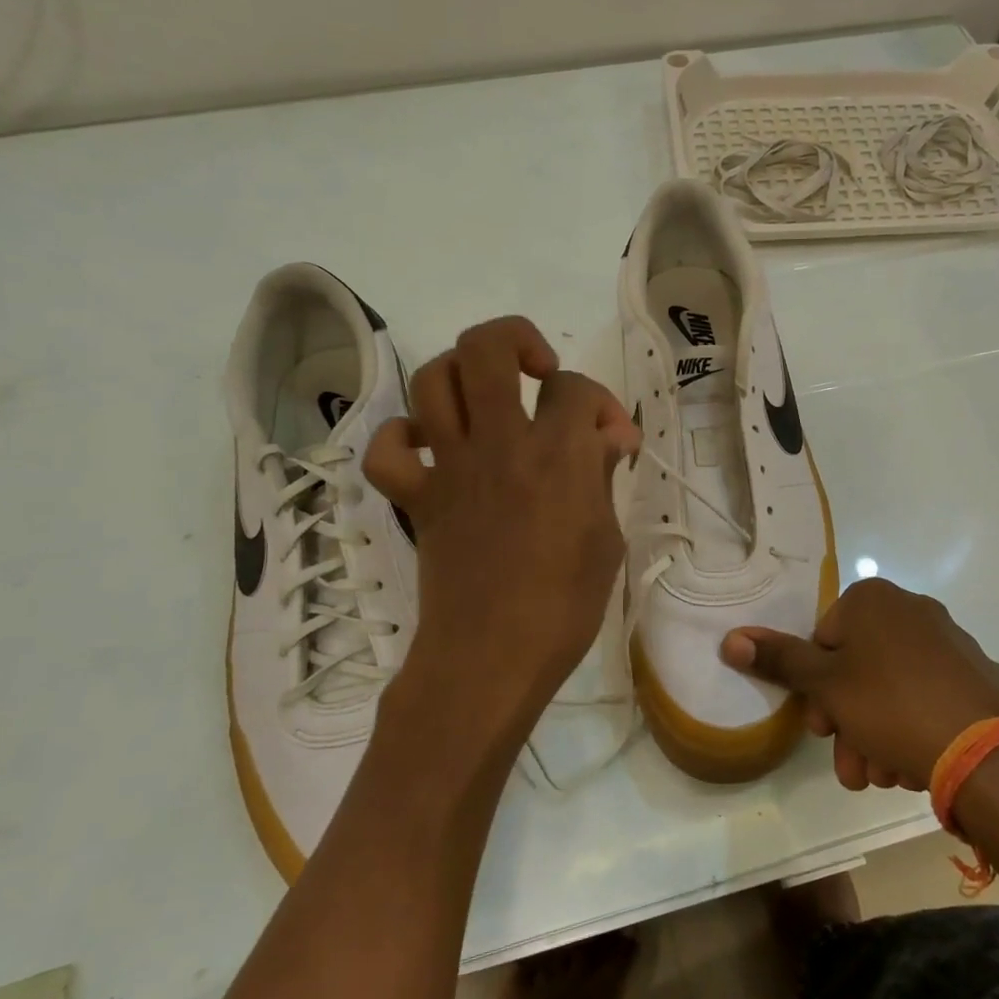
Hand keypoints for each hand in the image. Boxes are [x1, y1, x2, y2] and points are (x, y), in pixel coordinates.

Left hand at [362, 316, 639, 773]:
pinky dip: (403, 439)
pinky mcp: (417, 498)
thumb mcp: (606, 539)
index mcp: (557, 454)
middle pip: (488, 348)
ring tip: (487, 400)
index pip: (575, 389)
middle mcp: (499, 443)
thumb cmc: (564, 606)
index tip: (611, 439)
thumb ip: (601, 476)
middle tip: (539, 372)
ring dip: (461, 375)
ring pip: (432, 380)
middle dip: (517, 339)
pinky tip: (432, 450)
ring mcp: (450, 468)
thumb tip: (605, 438)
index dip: (599, 404)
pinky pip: (387, 451)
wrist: (492, 658)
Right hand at [722, 578, 998, 791]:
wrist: (988, 752)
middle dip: (846, 722)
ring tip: (882, 777)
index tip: (821, 730)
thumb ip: (779, 661)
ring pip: (891, 689)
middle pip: (857, 668)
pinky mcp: (975, 676)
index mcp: (873, 601)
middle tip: (850, 765)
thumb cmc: (892, 705)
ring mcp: (949, 643)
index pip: (823, 639)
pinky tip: (911, 767)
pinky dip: (911, 729)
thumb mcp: (826, 686)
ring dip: (874, 735)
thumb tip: (730, 638)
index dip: (815, 689)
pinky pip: (927, 698)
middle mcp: (913, 610)